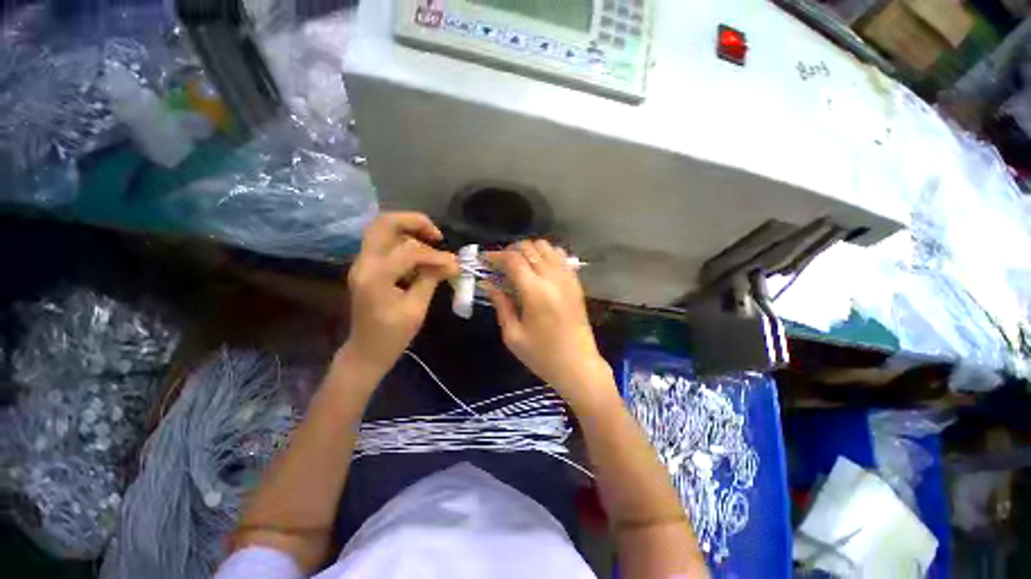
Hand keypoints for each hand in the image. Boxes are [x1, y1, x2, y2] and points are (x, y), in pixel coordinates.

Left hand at [345, 213, 458, 374]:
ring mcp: (362, 263)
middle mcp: (363, 263)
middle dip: (414, 222)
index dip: (435, 255)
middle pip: (383, 223)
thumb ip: (431, 279)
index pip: (408, 251)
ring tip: (432, 241)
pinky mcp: (366, 267)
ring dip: (408, 229)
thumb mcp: (417, 309)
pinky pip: (383, 242)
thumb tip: (451, 262)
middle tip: (437, 235)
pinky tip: (420, 254)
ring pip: (381, 229)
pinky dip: (403, 241)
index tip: (454, 264)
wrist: (366, 352)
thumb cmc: (393, 336)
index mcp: (376, 277)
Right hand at [486, 240, 611, 404]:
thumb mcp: (513, 335)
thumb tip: (488, 284)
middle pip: (530, 247)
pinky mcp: (576, 283)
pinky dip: (546, 255)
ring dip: (529, 250)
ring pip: (546, 247)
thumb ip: (501, 305)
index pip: (513, 260)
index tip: (484, 260)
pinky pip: (561, 257)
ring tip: (518, 265)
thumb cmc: (542, 356)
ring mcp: (567, 278)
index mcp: (535, 292)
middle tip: (499, 264)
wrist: (578, 366)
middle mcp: (553, 278)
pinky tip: (538, 268)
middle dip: (510, 250)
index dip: (496, 256)